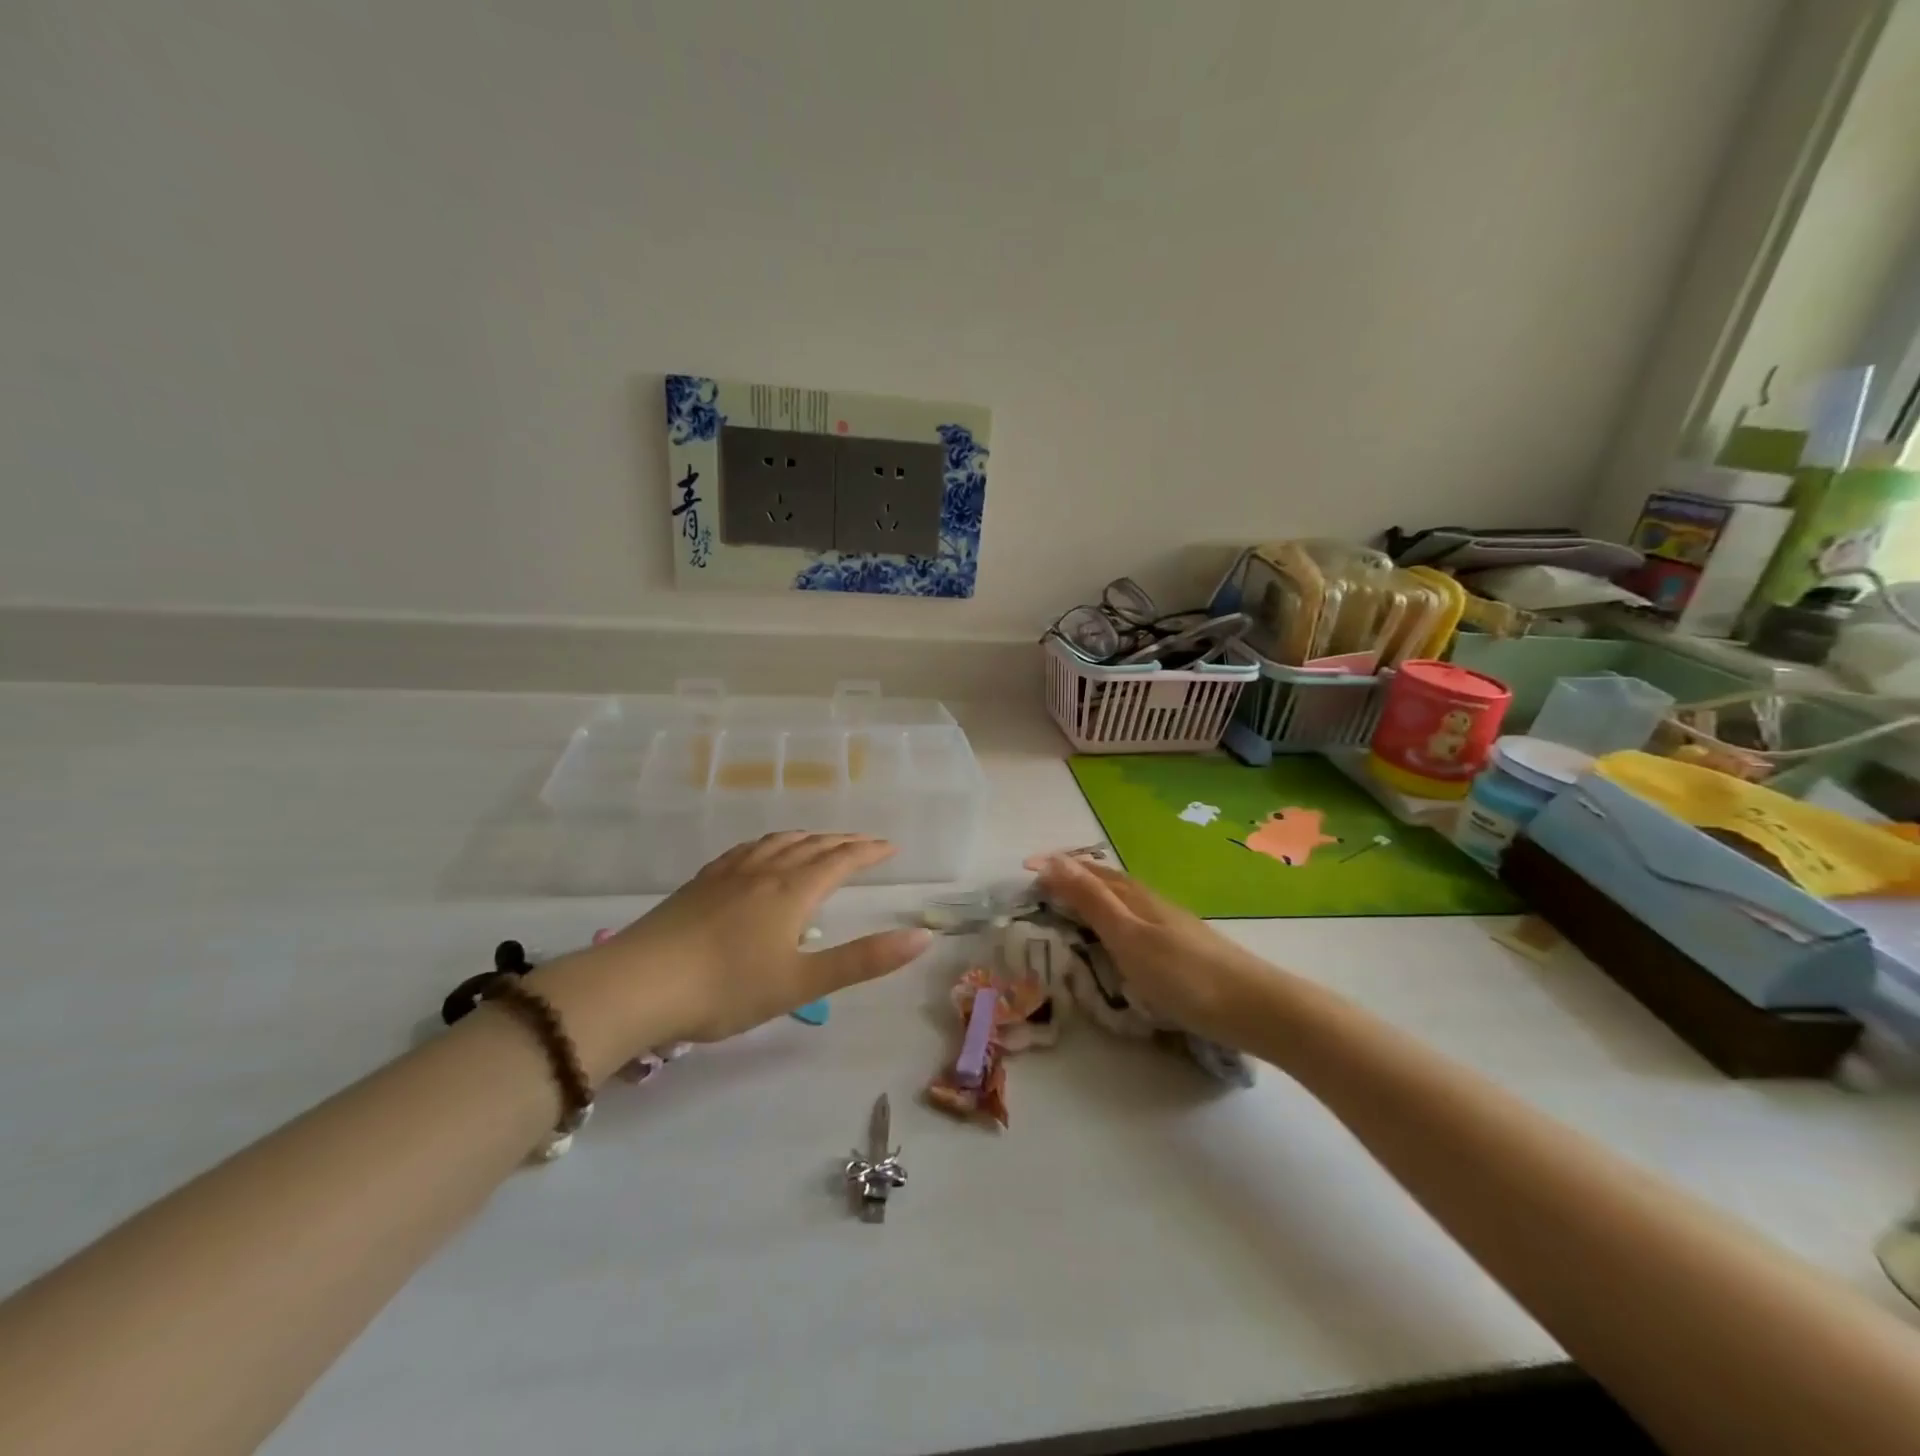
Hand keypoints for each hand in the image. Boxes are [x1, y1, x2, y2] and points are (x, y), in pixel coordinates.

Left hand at [538, 833, 931, 1071]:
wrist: (638, 984)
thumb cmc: (727, 988)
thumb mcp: (802, 982)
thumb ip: (864, 959)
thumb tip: (923, 936)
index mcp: (792, 891)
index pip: (840, 861)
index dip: (868, 852)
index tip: (891, 848)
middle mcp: (764, 871)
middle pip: (812, 846)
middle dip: (843, 842)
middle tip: (865, 843)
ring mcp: (728, 874)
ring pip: (777, 843)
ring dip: (807, 838)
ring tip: (820, 840)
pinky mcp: (700, 883)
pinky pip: (745, 850)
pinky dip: (768, 844)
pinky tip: (760, 854)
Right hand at [1034, 855, 1281, 1047]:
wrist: (1254, 1007)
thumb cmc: (1183, 974)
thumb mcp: (1128, 936)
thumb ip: (1091, 900)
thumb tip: (1054, 860)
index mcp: (1134, 896)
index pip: (1088, 871)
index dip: (1057, 866)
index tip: (1025, 867)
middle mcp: (1150, 902)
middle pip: (1105, 881)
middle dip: (1072, 877)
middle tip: (1041, 887)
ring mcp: (1169, 924)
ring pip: (1121, 901)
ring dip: (1092, 896)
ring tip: (1070, 907)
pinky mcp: (1180, 948)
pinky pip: (1134, 920)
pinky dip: (1111, 919)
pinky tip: (1116, 938)